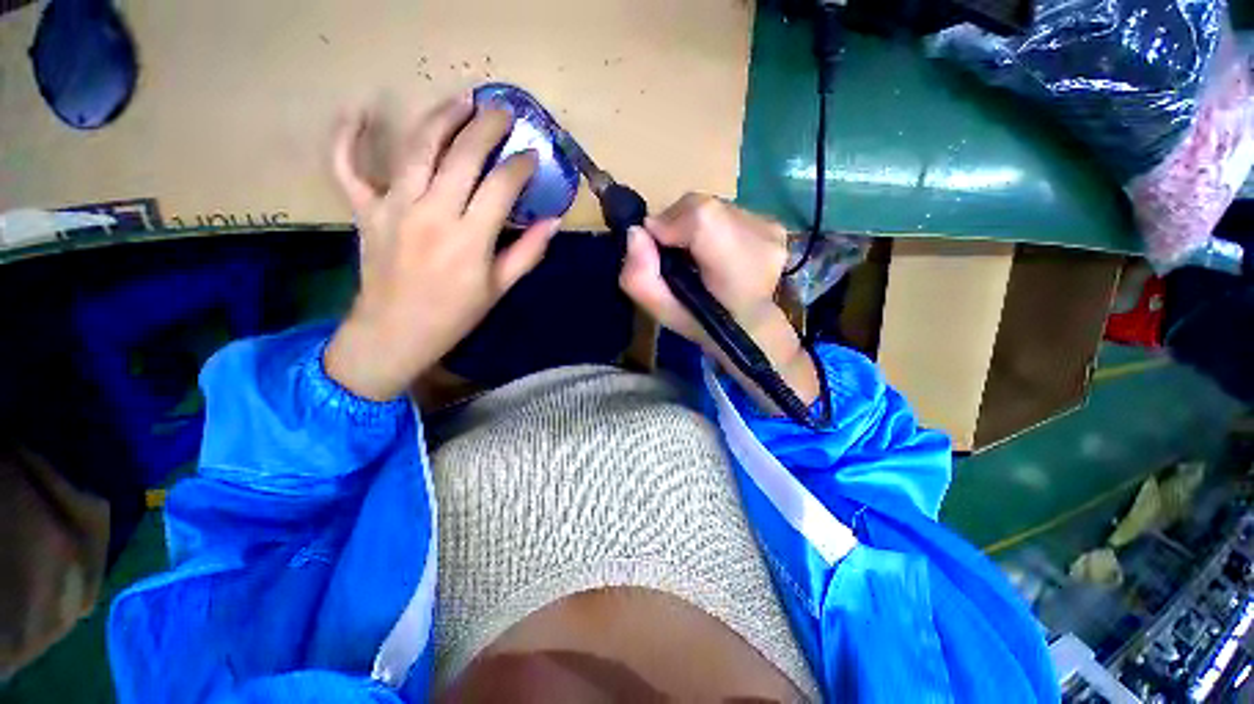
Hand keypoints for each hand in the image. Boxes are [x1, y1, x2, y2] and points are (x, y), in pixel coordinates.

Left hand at [324, 94, 558, 400]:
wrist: (397, 332)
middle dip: (486, 128)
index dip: (519, 166)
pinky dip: (347, 136)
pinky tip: (359, 110)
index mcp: (470, 239)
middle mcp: (432, 214)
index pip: (500, 186)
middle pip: (462, 156)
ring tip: (461, 99)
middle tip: (502, 112)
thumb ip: (528, 252)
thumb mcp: (500, 288)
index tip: (532, 155)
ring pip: (417, 148)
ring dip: (441, 118)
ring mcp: (393, 207)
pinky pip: (347, 166)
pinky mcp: (365, 210)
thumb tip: (553, 221)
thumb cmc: (455, 314)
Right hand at [619, 194, 818, 411]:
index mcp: (734, 266)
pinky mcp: (774, 225)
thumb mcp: (660, 311)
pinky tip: (716, 251)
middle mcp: (761, 238)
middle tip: (674, 254)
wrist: (746, 329)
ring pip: (714, 206)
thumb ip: (638, 276)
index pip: (698, 215)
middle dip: (677, 224)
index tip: (656, 247)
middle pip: (702, 205)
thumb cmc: (702, 323)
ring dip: (695, 225)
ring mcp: (771, 229)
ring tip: (696, 255)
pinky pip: (730, 211)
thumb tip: (636, 232)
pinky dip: (714, 226)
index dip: (667, 225)